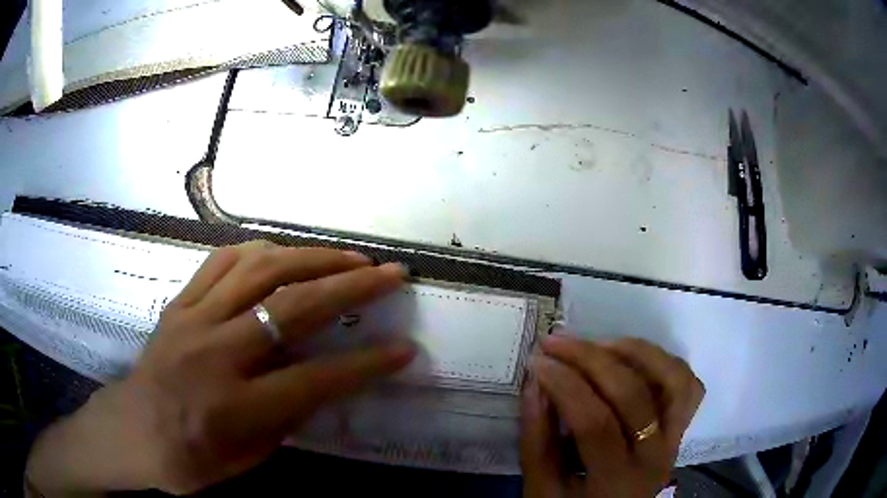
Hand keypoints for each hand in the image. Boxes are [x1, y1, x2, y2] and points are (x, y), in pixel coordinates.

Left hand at [26, 241, 415, 494]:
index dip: (365, 364)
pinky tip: (283, 253)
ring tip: (347, 256)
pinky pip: (221, 261)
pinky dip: (260, 251)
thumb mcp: (247, 459)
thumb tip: (318, 378)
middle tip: (389, 273)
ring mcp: (192, 320)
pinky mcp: (178, 304)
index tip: (404, 348)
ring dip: (311, 257)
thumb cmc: (189, 461)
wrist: (130, 431)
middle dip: (350, 286)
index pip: (314, 379)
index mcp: (234, 408)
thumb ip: (284, 416)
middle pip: (290, 307)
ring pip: (258, 270)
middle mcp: (214, 354)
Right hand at [521, 335, 704, 497]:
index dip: (565, 386)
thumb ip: (537, 439)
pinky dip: (665, 364)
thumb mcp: (541, 489)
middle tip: (557, 342)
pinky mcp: (680, 430)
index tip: (537, 362)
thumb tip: (536, 382)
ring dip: (638, 352)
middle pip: (633, 395)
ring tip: (600, 344)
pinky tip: (634, 359)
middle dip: (590, 360)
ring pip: (674, 380)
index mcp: (616, 481)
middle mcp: (655, 457)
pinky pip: (687, 387)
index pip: (595, 423)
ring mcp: (675, 439)